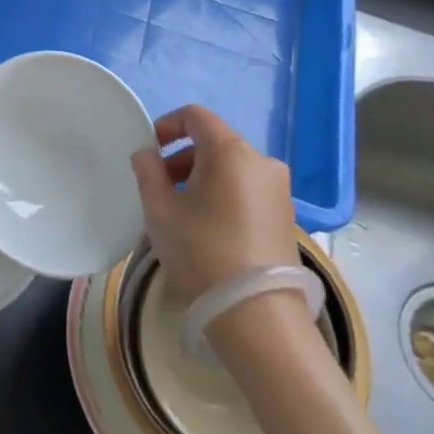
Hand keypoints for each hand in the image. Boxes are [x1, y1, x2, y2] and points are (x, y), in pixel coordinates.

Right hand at [130, 105, 298, 304]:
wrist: (258, 318)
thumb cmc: (202, 254)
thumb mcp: (160, 211)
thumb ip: (148, 172)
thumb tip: (147, 154)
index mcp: (230, 151)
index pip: (196, 116)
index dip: (167, 125)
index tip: (150, 151)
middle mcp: (261, 160)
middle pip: (215, 141)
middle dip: (183, 156)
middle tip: (159, 186)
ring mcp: (279, 189)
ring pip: (232, 167)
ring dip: (203, 177)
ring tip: (181, 210)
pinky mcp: (287, 215)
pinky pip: (247, 189)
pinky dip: (224, 194)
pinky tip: (208, 227)